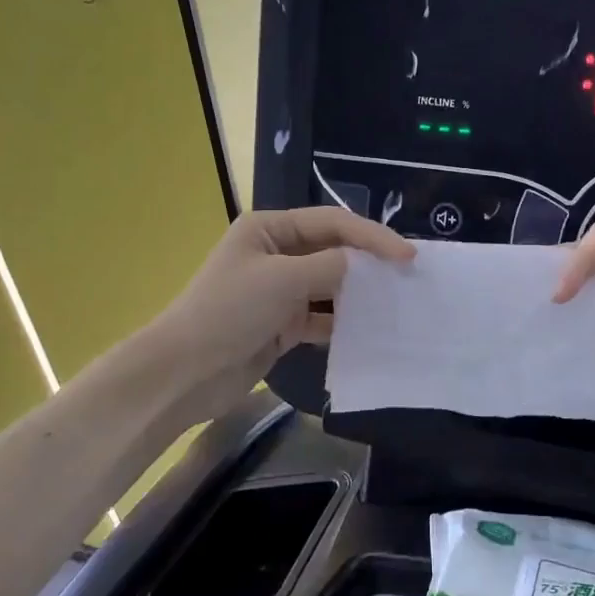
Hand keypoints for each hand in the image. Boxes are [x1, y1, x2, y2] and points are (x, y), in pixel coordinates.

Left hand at [142, 208, 413, 425]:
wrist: (185, 372)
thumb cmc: (229, 311)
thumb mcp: (282, 279)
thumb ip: (330, 267)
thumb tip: (363, 265)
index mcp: (270, 229)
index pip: (333, 223)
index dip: (373, 236)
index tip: (408, 255)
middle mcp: (277, 254)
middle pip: (334, 251)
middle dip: (369, 263)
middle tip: (409, 276)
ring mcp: (280, 291)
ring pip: (331, 286)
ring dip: (359, 294)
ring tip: (396, 302)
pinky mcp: (283, 325)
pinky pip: (322, 318)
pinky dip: (343, 323)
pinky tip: (369, 331)